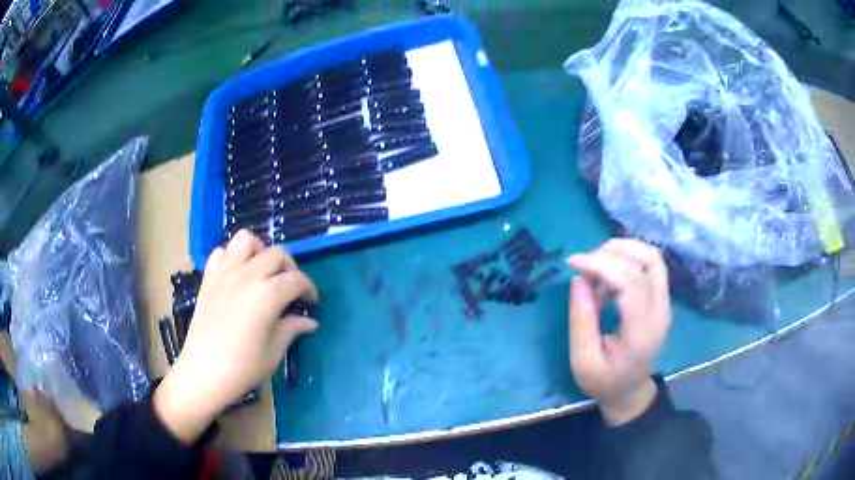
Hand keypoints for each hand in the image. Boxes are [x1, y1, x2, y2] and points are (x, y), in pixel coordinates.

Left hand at [154, 230, 318, 443]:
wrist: (203, 372)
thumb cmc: (242, 367)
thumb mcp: (274, 352)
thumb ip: (292, 329)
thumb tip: (310, 322)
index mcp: (268, 294)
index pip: (297, 279)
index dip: (309, 289)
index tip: (311, 302)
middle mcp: (247, 275)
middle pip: (276, 253)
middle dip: (290, 268)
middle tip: (290, 289)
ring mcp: (225, 273)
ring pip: (246, 240)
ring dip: (260, 251)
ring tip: (263, 272)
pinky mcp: (208, 277)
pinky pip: (221, 252)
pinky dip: (232, 257)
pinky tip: (237, 276)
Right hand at [566, 239, 671, 425]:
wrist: (630, 392)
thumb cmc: (605, 382)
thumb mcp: (583, 362)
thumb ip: (581, 322)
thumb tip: (578, 280)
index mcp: (642, 331)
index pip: (631, 281)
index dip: (601, 264)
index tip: (572, 263)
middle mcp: (661, 311)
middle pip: (647, 260)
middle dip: (610, 253)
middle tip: (583, 266)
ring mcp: (665, 303)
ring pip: (652, 257)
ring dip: (622, 251)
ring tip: (596, 265)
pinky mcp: (661, 299)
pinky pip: (650, 265)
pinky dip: (627, 261)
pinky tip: (607, 278)